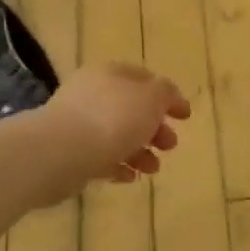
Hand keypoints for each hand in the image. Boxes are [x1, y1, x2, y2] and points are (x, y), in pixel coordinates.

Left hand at [42, 63, 191, 188]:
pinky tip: (129, 177)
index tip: (185, 116)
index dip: (167, 96)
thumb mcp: (151, 98)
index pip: (144, 78)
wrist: (63, 151)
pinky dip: (118, 165)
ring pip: (116, 134)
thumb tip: (166, 96)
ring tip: (152, 169)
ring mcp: (77, 122)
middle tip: (170, 145)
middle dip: (154, 128)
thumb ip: (165, 93)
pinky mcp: (69, 150)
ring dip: (139, 151)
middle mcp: (92, 93)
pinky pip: (100, 156)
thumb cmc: (113, 118)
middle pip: (130, 108)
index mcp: (110, 73)